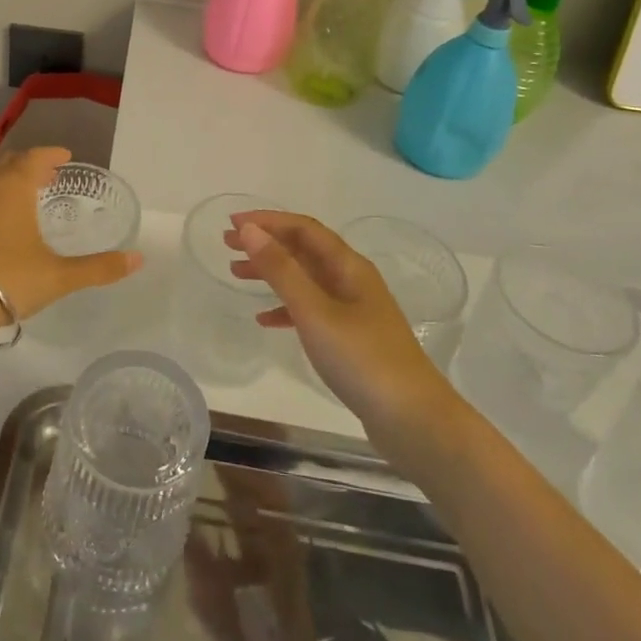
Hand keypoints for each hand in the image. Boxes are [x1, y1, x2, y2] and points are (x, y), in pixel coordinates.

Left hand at [0, 147, 141, 319]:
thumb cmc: (10, 279)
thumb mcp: (59, 276)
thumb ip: (99, 268)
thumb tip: (138, 259)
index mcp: (13, 189)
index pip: (34, 157)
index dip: (51, 154)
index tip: (65, 156)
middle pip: (8, 165)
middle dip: (29, 165)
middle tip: (48, 175)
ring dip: (6, 185)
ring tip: (23, 202)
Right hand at [228, 212, 452, 433]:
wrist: (413, 421)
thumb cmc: (362, 359)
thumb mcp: (314, 311)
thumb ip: (281, 270)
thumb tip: (249, 230)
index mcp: (348, 266)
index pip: (303, 228)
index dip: (267, 220)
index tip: (232, 223)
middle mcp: (352, 280)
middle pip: (303, 250)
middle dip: (266, 243)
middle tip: (227, 245)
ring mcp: (353, 310)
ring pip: (305, 279)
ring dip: (272, 272)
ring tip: (237, 275)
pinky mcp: (351, 339)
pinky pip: (311, 310)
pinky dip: (286, 308)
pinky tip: (264, 320)